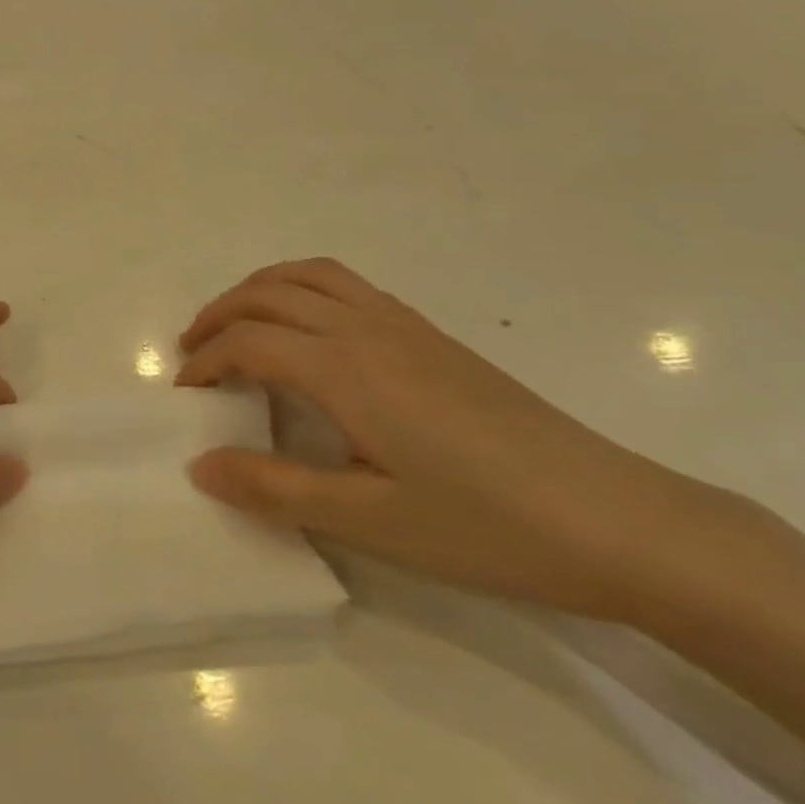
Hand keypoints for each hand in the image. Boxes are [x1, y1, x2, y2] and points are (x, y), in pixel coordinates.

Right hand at [177, 258, 733, 623]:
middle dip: (219, 314)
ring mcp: (405, 325)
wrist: (618, 520)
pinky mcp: (433, 336)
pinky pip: (347, 286)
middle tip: (193, 353)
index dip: (205, 364)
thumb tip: (199, 465)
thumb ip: (274, 488)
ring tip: (237, 326)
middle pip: (270, 293)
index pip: (248, 343)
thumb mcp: (368, 521)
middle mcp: (367, 329)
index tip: (185, 398)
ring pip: (310, 275)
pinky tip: (310, 333)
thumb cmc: (486, 527)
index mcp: (344, 369)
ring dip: (259, 290)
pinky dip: (303, 289)